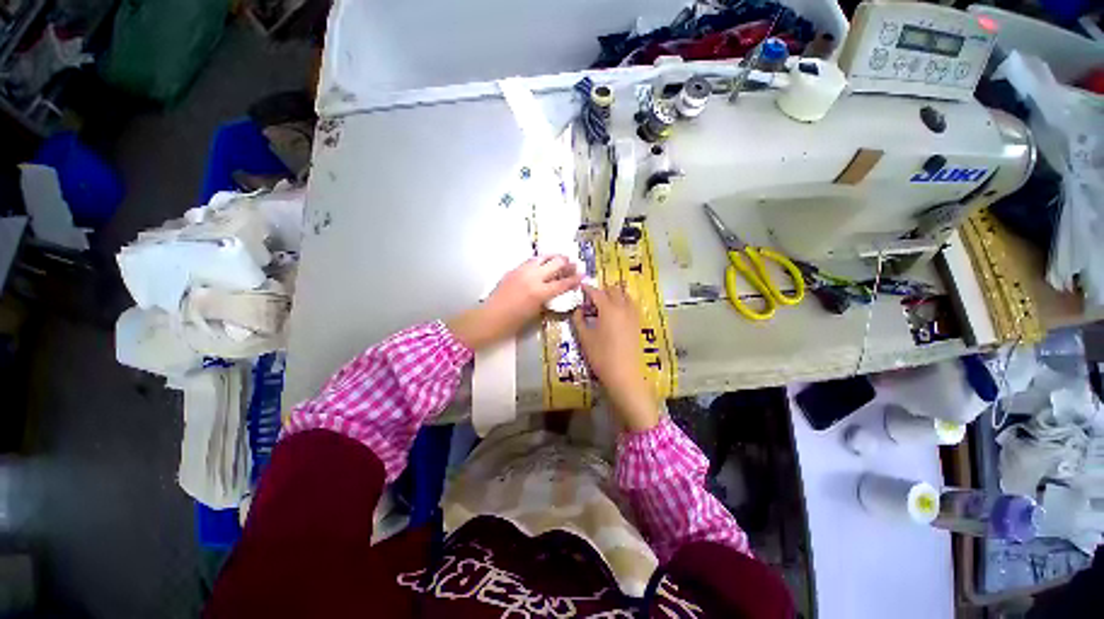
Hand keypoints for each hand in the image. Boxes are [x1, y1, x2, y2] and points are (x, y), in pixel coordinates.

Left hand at [448, 255, 580, 349]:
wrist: (490, 317)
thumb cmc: (513, 322)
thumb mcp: (536, 312)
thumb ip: (547, 299)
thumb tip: (555, 291)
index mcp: (540, 292)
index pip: (563, 283)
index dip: (575, 279)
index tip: (582, 275)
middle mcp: (533, 277)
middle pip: (556, 263)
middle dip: (567, 263)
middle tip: (573, 264)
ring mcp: (522, 271)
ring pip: (543, 257)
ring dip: (554, 257)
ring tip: (560, 259)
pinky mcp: (514, 269)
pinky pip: (531, 261)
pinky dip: (540, 261)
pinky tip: (543, 264)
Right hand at [571, 283, 659, 431]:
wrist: (624, 374)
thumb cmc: (601, 356)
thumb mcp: (585, 338)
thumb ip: (579, 320)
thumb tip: (578, 310)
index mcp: (608, 309)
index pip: (597, 293)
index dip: (588, 289)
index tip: (581, 287)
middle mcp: (623, 308)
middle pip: (614, 290)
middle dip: (602, 290)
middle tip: (592, 298)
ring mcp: (633, 315)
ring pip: (625, 296)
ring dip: (615, 295)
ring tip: (604, 304)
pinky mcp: (637, 324)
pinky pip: (631, 305)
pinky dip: (623, 303)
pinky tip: (616, 313)